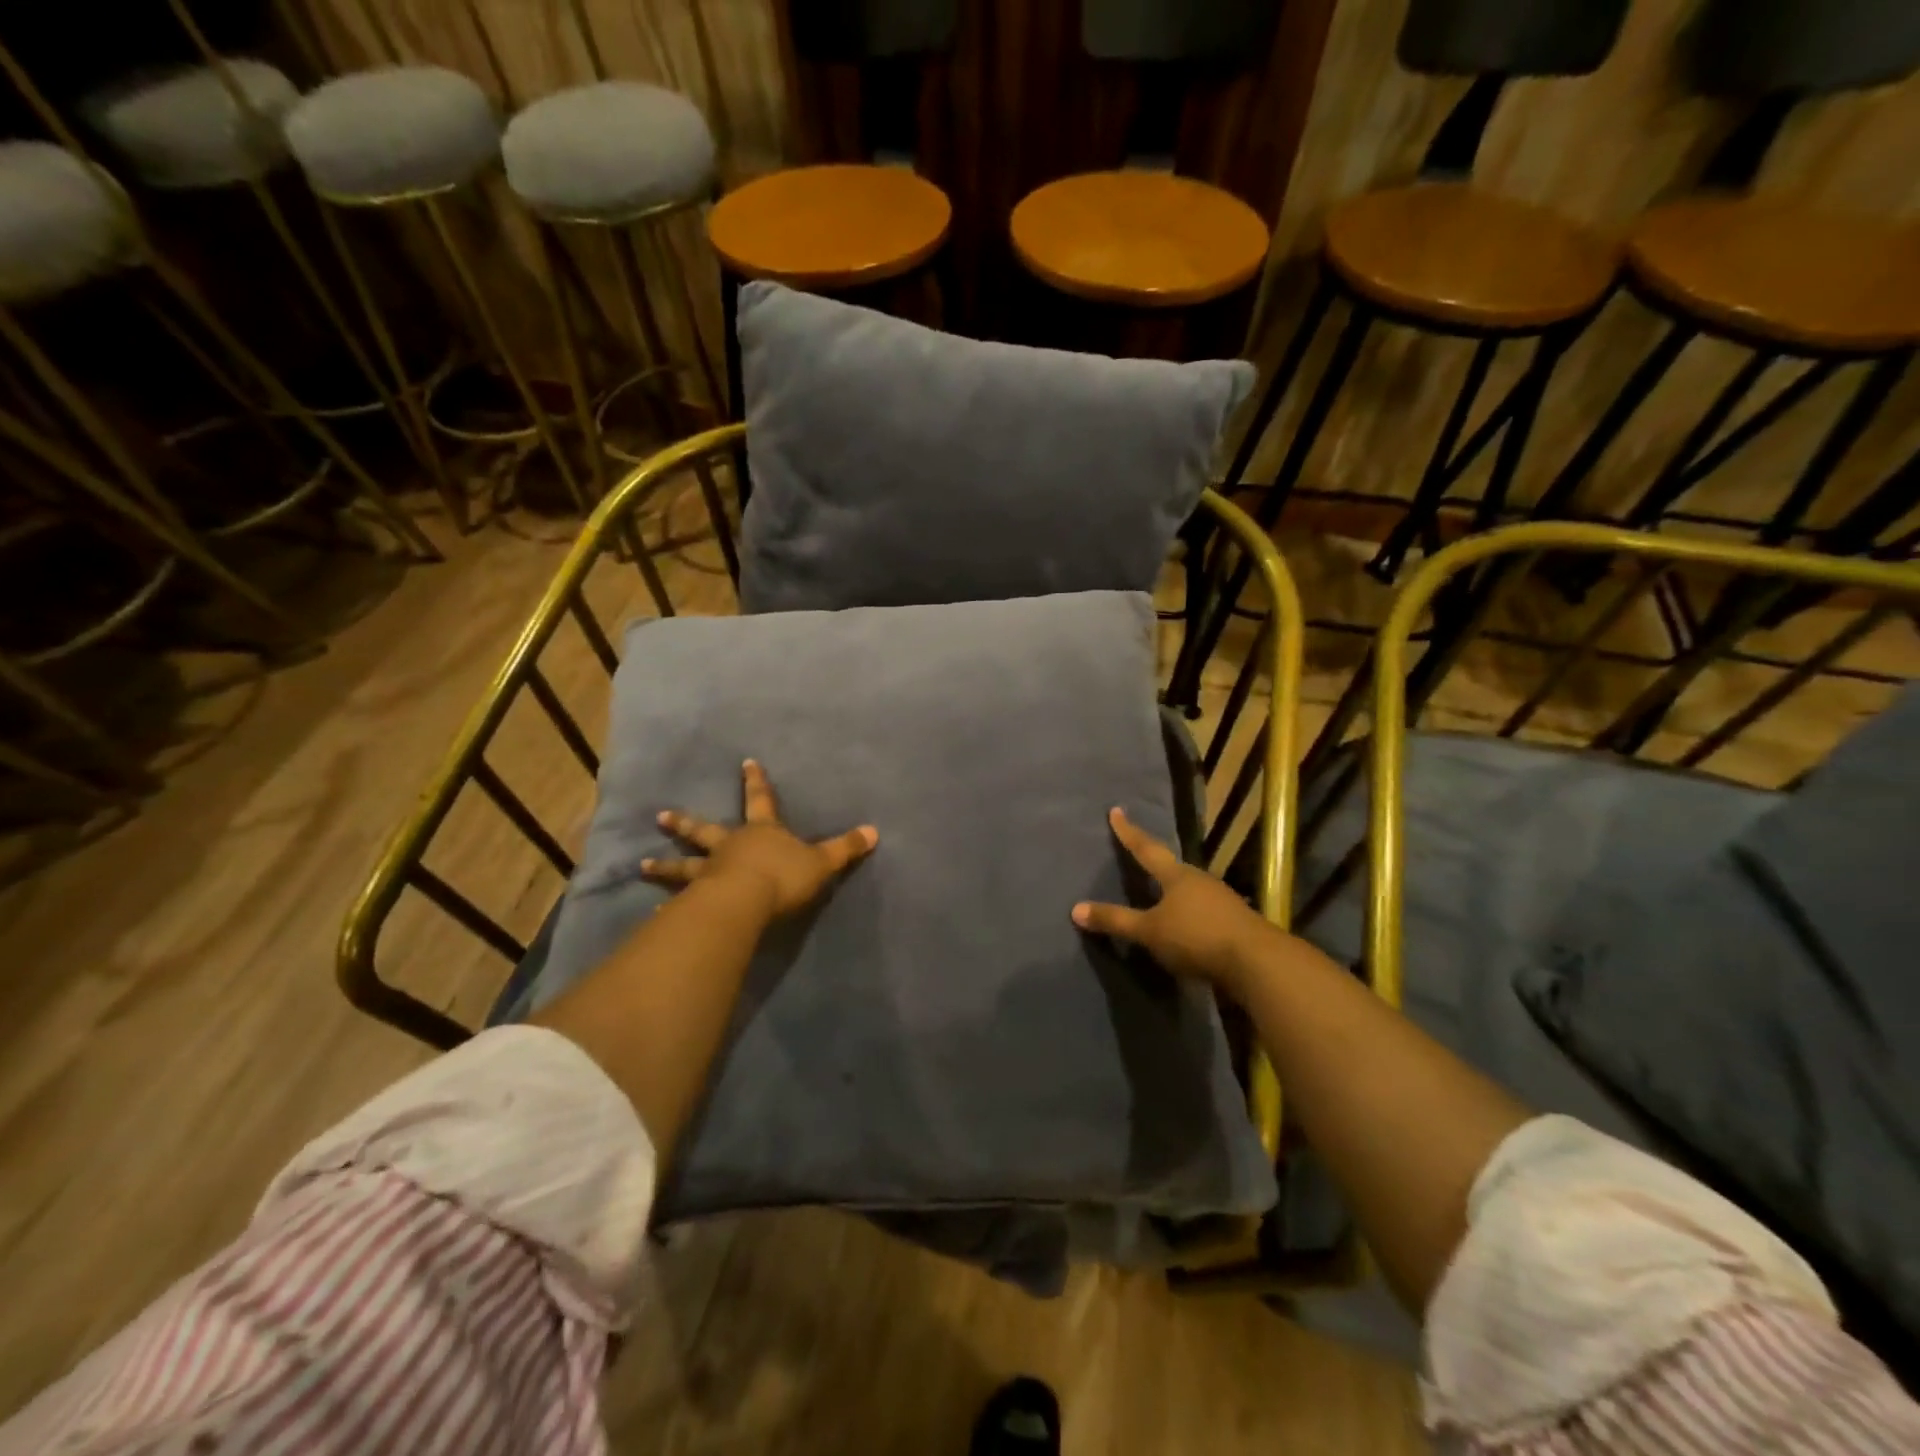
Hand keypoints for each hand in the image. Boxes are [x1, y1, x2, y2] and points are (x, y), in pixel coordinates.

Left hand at [643, 759, 877, 917]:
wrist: (746, 902)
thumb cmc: (784, 877)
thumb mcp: (823, 862)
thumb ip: (846, 849)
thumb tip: (874, 831)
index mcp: (761, 832)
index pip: (761, 800)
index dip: (756, 781)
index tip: (745, 762)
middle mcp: (730, 846)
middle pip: (705, 831)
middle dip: (686, 823)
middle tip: (661, 816)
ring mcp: (709, 872)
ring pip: (684, 865)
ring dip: (665, 865)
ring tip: (642, 865)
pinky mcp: (697, 900)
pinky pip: (681, 901)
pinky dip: (668, 907)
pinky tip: (654, 914)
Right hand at [1072, 807, 1275, 993]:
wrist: (1257, 962)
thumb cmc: (1196, 937)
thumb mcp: (1149, 931)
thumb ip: (1115, 921)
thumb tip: (1075, 909)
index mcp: (1177, 876)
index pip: (1146, 848)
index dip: (1128, 832)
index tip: (1116, 811)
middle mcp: (1200, 881)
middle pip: (1173, 868)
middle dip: (1157, 863)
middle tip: (1142, 856)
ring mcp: (1223, 900)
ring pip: (1192, 890)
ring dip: (1176, 892)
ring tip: (1163, 895)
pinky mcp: (1236, 923)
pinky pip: (1205, 912)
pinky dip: (1192, 915)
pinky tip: (1188, 927)